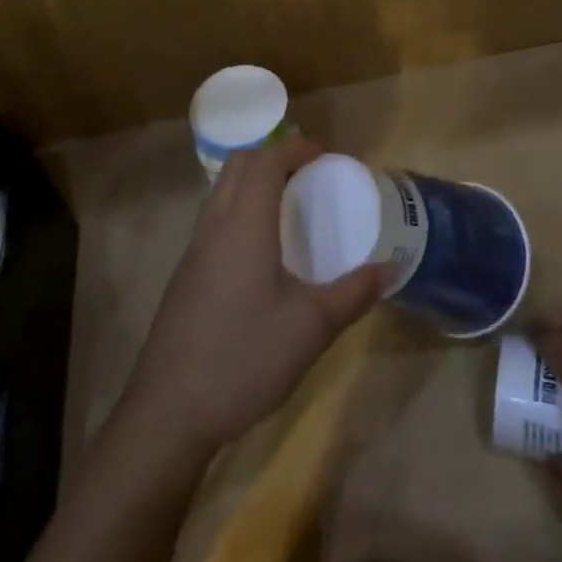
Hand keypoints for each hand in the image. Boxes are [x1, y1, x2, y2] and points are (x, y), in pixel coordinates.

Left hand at [119, 136, 388, 455]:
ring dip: (254, 181)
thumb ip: (354, 293)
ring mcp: (193, 251)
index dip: (296, 147)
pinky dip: (240, 208)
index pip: (266, 161)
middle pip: (239, 165)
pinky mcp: (185, 276)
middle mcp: (214, 226)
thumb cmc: (244, 359)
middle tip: (310, 174)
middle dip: (275, 155)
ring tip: (290, 205)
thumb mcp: (311, 328)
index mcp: (243, 226)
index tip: (327, 155)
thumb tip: (392, 268)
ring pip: (221, 191)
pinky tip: (262, 249)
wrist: (169, 414)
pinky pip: (214, 219)